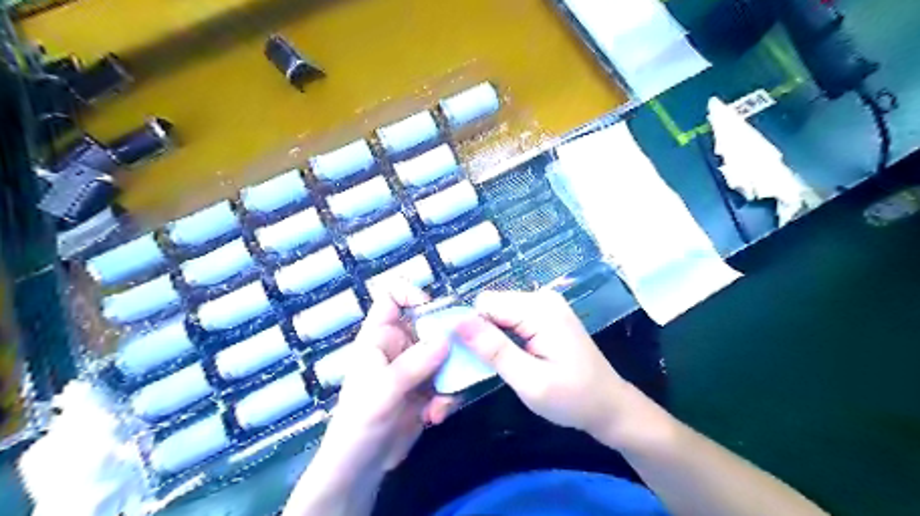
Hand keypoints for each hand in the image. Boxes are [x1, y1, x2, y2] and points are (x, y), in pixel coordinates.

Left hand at [314, 279, 453, 476]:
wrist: (362, 467)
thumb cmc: (359, 422)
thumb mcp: (384, 390)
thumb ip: (414, 363)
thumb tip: (446, 338)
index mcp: (380, 337)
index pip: (391, 298)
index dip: (411, 294)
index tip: (433, 310)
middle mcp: (400, 346)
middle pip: (430, 325)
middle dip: (448, 341)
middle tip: (463, 358)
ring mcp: (416, 367)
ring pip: (445, 353)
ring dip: (451, 375)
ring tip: (443, 401)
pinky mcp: (428, 388)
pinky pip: (449, 379)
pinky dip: (449, 395)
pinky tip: (437, 415)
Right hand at [457, 291, 632, 438]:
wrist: (608, 406)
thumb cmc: (572, 399)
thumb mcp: (530, 381)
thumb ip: (494, 350)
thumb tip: (458, 322)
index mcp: (540, 309)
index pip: (485, 304)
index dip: (471, 329)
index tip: (470, 357)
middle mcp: (541, 298)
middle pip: (491, 306)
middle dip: (481, 334)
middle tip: (489, 366)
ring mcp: (545, 304)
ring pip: (498, 313)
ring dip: (492, 337)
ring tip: (500, 364)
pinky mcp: (544, 314)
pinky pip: (511, 318)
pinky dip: (504, 337)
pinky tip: (512, 357)